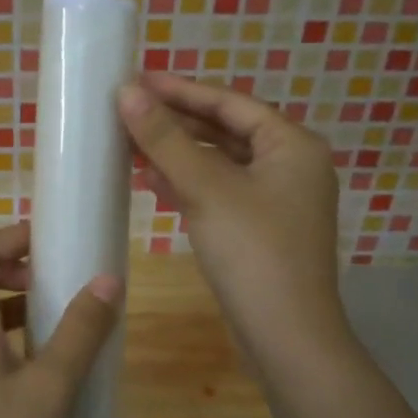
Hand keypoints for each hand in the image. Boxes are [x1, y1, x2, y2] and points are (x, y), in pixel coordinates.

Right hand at [118, 73, 351, 373]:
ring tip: (130, 144)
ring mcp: (278, 199)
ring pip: (220, 163)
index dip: (181, 89)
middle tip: (127, 111)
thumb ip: (165, 138)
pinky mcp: (262, 228)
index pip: (229, 102)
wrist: (286, 338)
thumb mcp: (205, 188)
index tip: (137, 80)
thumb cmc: (252, 251)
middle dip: (176, 123)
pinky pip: (220, 191)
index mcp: (291, 144)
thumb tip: (126, 92)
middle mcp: (291, 164)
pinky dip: (188, 183)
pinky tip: (152, 182)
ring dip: (177, 154)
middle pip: (225, 130)